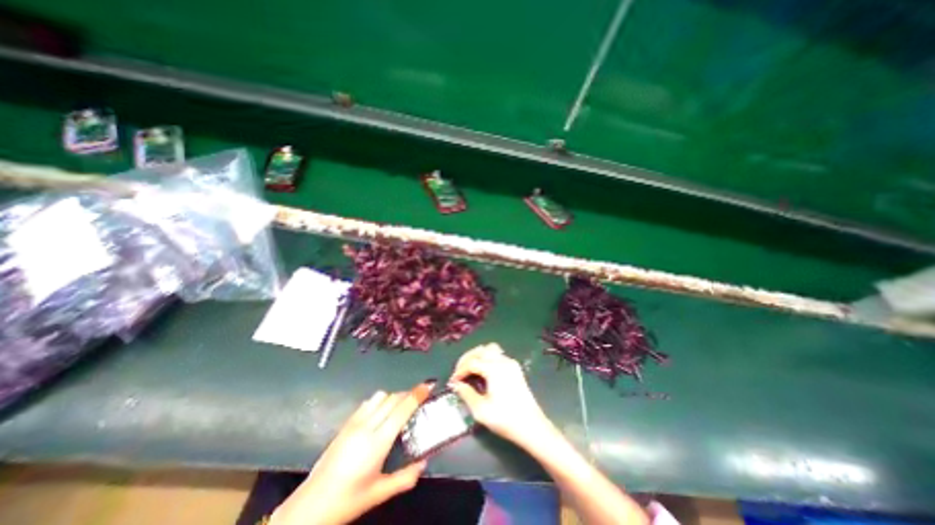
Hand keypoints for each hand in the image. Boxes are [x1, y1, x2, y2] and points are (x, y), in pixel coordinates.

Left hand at [269, 384, 431, 524]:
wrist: (310, 507)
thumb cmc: (348, 500)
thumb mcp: (380, 493)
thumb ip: (406, 477)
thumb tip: (424, 462)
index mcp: (378, 442)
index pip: (402, 408)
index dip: (417, 394)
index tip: (428, 386)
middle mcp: (367, 426)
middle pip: (393, 398)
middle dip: (409, 394)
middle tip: (419, 400)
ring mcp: (354, 423)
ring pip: (380, 396)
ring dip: (394, 397)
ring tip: (400, 408)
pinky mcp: (346, 424)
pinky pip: (367, 402)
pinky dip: (379, 401)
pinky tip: (381, 413)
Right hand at [446, 343, 549, 448]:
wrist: (532, 427)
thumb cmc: (506, 419)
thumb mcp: (481, 410)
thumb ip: (466, 394)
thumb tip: (457, 385)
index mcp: (494, 369)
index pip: (472, 362)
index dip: (459, 371)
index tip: (452, 382)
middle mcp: (503, 361)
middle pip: (481, 350)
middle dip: (467, 359)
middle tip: (459, 373)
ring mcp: (511, 363)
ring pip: (490, 349)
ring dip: (478, 356)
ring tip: (470, 369)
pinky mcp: (515, 368)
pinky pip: (498, 355)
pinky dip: (487, 359)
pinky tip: (483, 372)